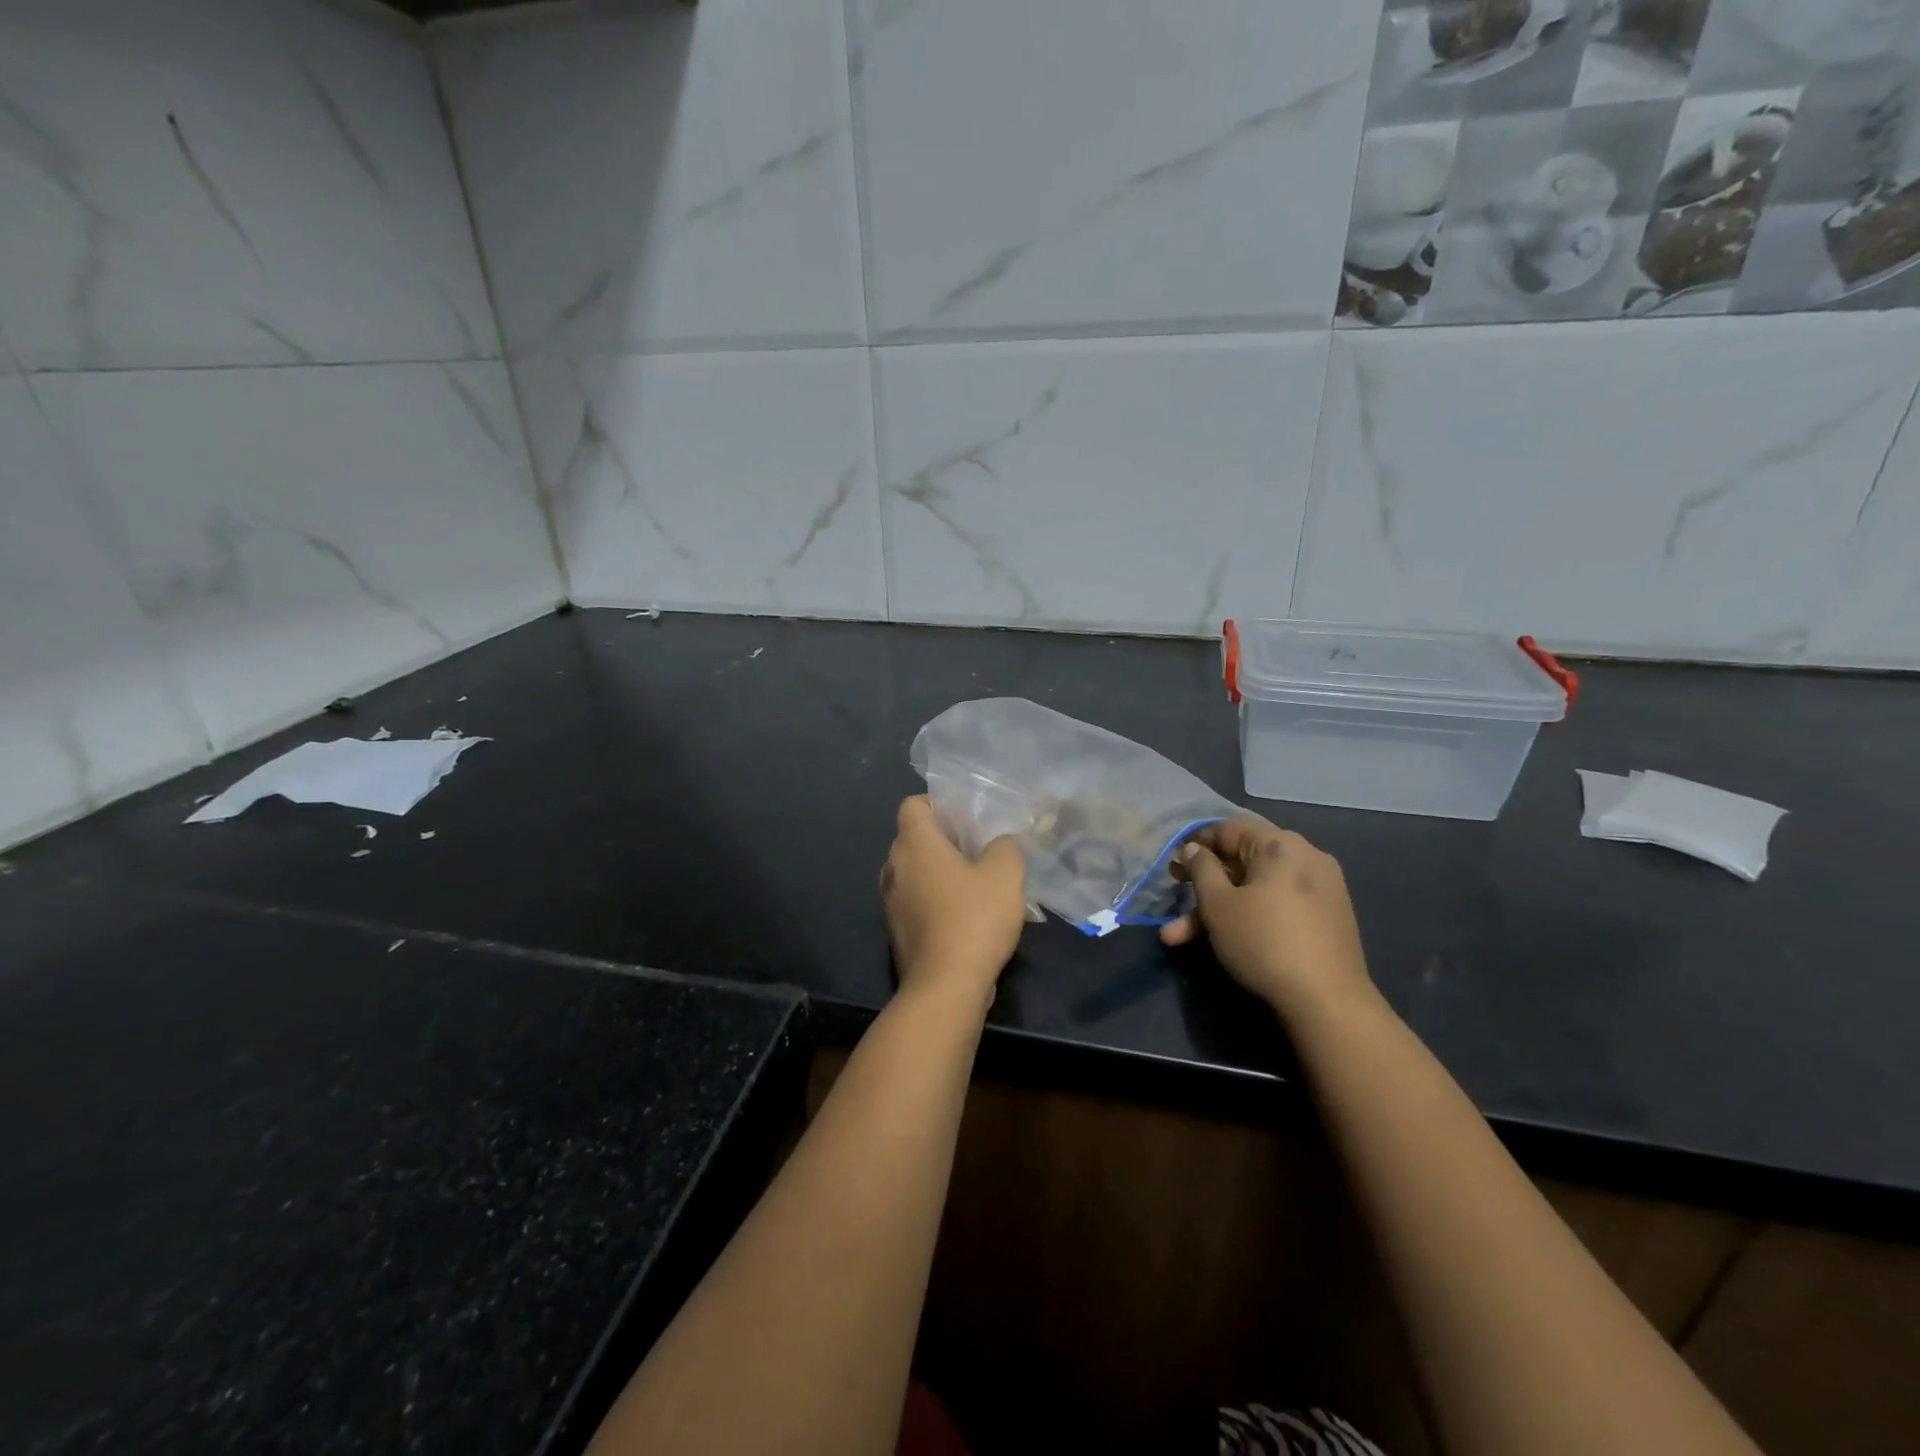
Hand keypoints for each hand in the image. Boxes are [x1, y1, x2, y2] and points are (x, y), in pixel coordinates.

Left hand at [880, 796, 1027, 1004]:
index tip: (966, 818)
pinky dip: (935, 900)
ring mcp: (890, 901)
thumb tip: (998, 844)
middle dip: (944, 839)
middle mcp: (894, 867)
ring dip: (940, 872)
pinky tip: (966, 916)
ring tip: (976, 883)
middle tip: (979, 849)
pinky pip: (915, 901)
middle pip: (914, 838)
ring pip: (915, 871)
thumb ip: (1004, 846)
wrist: (946, 985)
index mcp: (914, 843)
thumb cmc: (974, 918)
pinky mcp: (896, 931)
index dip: (938, 804)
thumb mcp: (1006, 873)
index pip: (913, 805)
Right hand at [1160, 819, 1376, 1022]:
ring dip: (1218, 910)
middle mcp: (1305, 857)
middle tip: (1173, 900)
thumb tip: (1195, 849)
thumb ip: (1201, 869)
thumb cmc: (1264, 941)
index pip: (1228, 829)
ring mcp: (1320, 888)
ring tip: (1180, 938)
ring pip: (1256, 890)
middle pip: (1241, 863)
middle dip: (1202, 887)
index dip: (1195, 844)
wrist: (1328, 1001)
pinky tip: (1222, 941)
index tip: (1173, 865)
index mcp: (1281, 844)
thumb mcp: (1218, 904)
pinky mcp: (1326, 917)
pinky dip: (1249, 917)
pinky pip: (1277, 905)